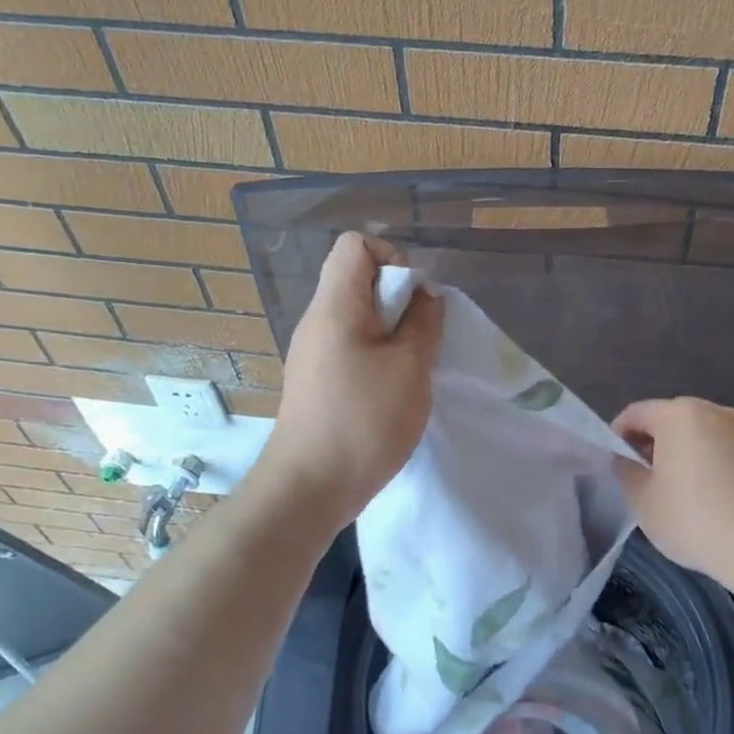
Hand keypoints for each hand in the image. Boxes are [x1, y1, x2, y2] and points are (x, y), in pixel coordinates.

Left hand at [256, 232, 442, 523]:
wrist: (308, 489)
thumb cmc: (363, 421)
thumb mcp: (410, 367)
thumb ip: (424, 322)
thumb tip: (425, 295)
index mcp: (335, 306)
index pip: (355, 245)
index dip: (391, 257)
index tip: (413, 297)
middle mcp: (317, 320)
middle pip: (357, 278)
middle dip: (397, 297)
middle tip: (419, 336)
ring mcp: (313, 351)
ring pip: (357, 315)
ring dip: (391, 329)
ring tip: (410, 365)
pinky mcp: (316, 378)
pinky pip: (350, 344)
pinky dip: (377, 353)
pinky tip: (392, 388)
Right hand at [611, 398, 733, 585]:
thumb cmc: (693, 518)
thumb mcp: (643, 500)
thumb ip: (626, 471)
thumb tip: (624, 459)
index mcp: (678, 414)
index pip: (635, 413)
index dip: (617, 434)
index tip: (611, 461)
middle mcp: (711, 411)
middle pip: (668, 419)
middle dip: (649, 442)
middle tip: (638, 474)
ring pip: (696, 433)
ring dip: (679, 452)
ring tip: (670, 487)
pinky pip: (719, 449)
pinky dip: (705, 462)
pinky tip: (702, 494)